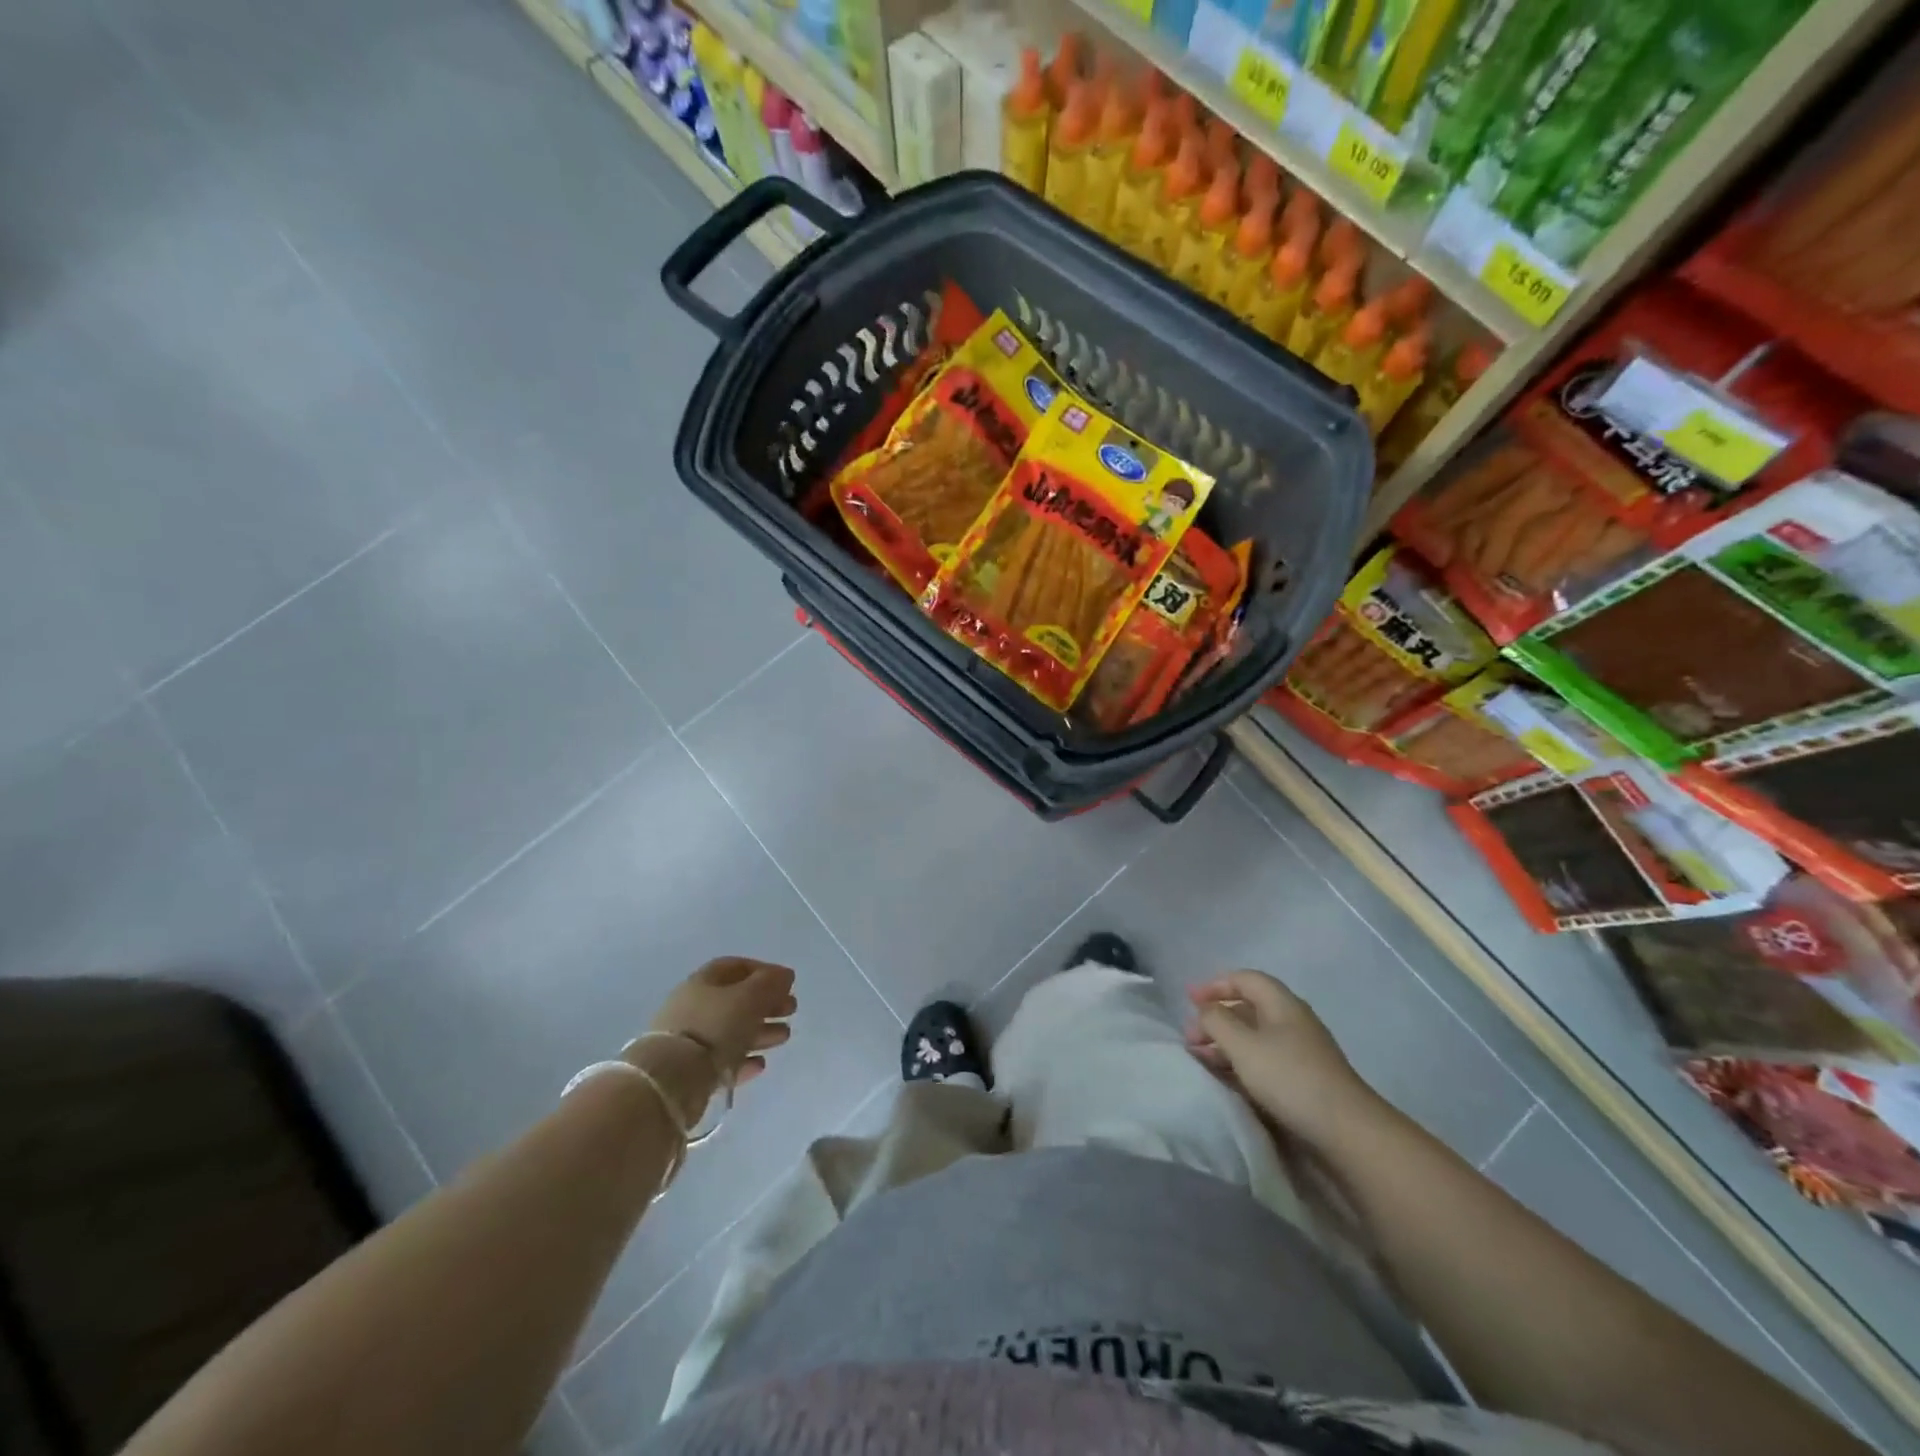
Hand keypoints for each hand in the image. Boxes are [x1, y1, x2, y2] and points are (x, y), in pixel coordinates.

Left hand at [633, 958, 796, 1117]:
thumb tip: (785, 975)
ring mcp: (689, 1040)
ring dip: (760, 1031)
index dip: (764, 971)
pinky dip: (743, 1060)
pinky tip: (760, 1064)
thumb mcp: (749, 997)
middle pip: (736, 1000)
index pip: (736, 967)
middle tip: (791, 1010)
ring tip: (784, 1037)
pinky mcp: (690, 1072)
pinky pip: (722, 1061)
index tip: (788, 983)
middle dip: (767, 1003)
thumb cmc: (714, 1027)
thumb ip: (770, 983)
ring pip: (731, 1031)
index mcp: (703, 982)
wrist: (672, 1080)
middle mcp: (694, 1007)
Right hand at [1184, 971, 1379, 1148]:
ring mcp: (1300, 1052)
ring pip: (1254, 1036)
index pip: (1245, 979)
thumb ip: (1216, 1021)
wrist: (1346, 1132)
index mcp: (1282, 1004)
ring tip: (1200, 1058)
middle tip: (1190, 1036)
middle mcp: (1292, 1021)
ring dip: (1225, 1043)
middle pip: (1248, 1008)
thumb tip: (1205, 1010)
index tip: (1189, 1001)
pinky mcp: (1303, 1080)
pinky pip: (1263, 1060)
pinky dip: (1240, 1062)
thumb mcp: (1243, 1044)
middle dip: (1216, 1018)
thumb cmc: (1289, 1077)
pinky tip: (1225, 1077)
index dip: (1215, 985)